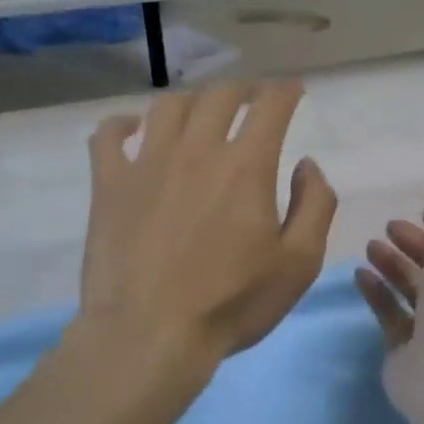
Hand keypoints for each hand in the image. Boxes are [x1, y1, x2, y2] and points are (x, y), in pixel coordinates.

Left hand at [81, 80, 335, 370]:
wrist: (149, 334)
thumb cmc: (231, 304)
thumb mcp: (298, 263)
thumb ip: (315, 206)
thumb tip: (306, 165)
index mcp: (246, 166)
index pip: (270, 106)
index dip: (285, 91)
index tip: (293, 90)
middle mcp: (196, 150)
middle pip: (219, 96)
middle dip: (243, 89)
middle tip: (251, 98)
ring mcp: (146, 163)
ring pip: (168, 106)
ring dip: (192, 101)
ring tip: (200, 113)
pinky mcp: (108, 184)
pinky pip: (108, 135)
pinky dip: (123, 123)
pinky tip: (134, 130)